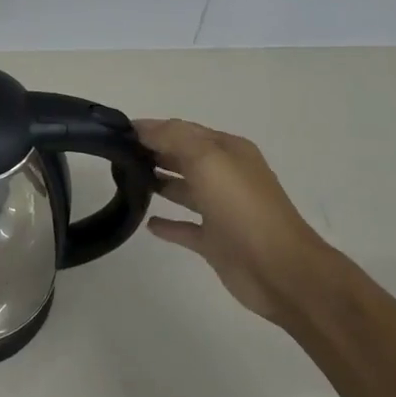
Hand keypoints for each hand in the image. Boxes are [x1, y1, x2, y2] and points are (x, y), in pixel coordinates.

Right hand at [136, 119, 333, 324]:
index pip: (184, 131)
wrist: (278, 269)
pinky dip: (168, 224)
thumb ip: (173, 138)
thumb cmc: (242, 207)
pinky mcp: (216, 242)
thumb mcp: (207, 160)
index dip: (153, 129)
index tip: (117, 132)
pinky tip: (148, 222)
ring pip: (185, 190)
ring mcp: (222, 210)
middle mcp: (226, 176)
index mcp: (229, 152)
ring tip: (127, 180)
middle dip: (154, 152)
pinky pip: (186, 227)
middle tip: (117, 154)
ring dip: (160, 182)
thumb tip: (141, 127)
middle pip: (184, 158)